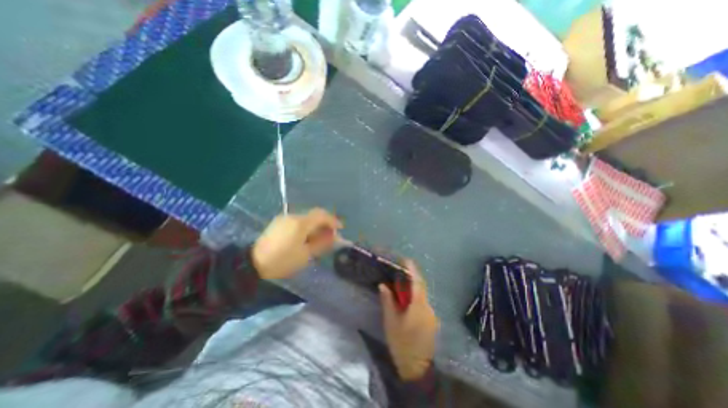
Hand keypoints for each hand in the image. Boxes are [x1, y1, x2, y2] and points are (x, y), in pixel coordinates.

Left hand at [252, 208, 342, 279]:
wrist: (252, 263)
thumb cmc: (282, 261)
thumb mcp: (305, 255)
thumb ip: (322, 244)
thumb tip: (334, 237)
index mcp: (300, 223)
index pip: (322, 215)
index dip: (333, 220)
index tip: (340, 228)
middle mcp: (293, 216)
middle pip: (314, 215)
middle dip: (325, 223)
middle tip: (331, 235)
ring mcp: (285, 218)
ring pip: (306, 218)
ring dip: (316, 225)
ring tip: (320, 238)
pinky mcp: (279, 223)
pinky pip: (298, 221)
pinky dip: (307, 227)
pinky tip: (307, 237)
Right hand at [378, 260, 439, 380]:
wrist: (417, 369)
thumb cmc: (401, 344)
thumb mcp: (391, 322)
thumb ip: (388, 301)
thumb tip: (383, 285)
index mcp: (418, 306)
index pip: (417, 282)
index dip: (412, 269)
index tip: (406, 260)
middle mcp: (428, 307)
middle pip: (421, 287)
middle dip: (411, 277)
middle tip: (399, 271)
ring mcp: (431, 315)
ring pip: (422, 295)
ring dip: (412, 288)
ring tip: (400, 285)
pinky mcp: (431, 321)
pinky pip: (423, 303)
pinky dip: (415, 297)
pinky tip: (406, 301)